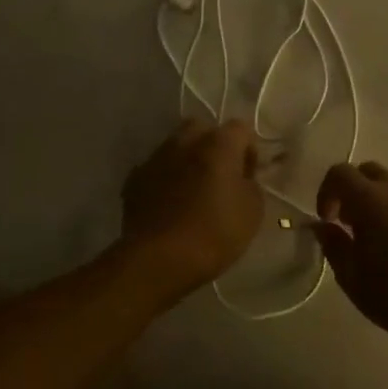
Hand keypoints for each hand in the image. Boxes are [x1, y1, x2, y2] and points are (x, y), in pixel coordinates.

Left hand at [120, 119, 264, 294]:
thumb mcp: (253, 211)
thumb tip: (241, 178)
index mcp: (218, 144)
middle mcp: (185, 141)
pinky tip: (168, 204)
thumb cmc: (214, 233)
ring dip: (186, 160)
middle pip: (202, 128)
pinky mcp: (134, 179)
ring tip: (191, 190)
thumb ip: (250, 184)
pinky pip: (155, 169)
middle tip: (219, 175)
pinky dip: (164, 179)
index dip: (248, 150)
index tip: (248, 176)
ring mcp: (156, 158)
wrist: (158, 259)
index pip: (240, 128)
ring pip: (175, 146)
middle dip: (212, 145)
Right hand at [313, 162, 387, 356]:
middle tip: (347, 224)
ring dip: (374, 202)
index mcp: (371, 200)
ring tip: (372, 241)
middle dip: (351, 191)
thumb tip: (322, 226)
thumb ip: (333, 245)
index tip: (327, 220)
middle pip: (367, 171)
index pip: (340, 172)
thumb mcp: (352, 277)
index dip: (326, 191)